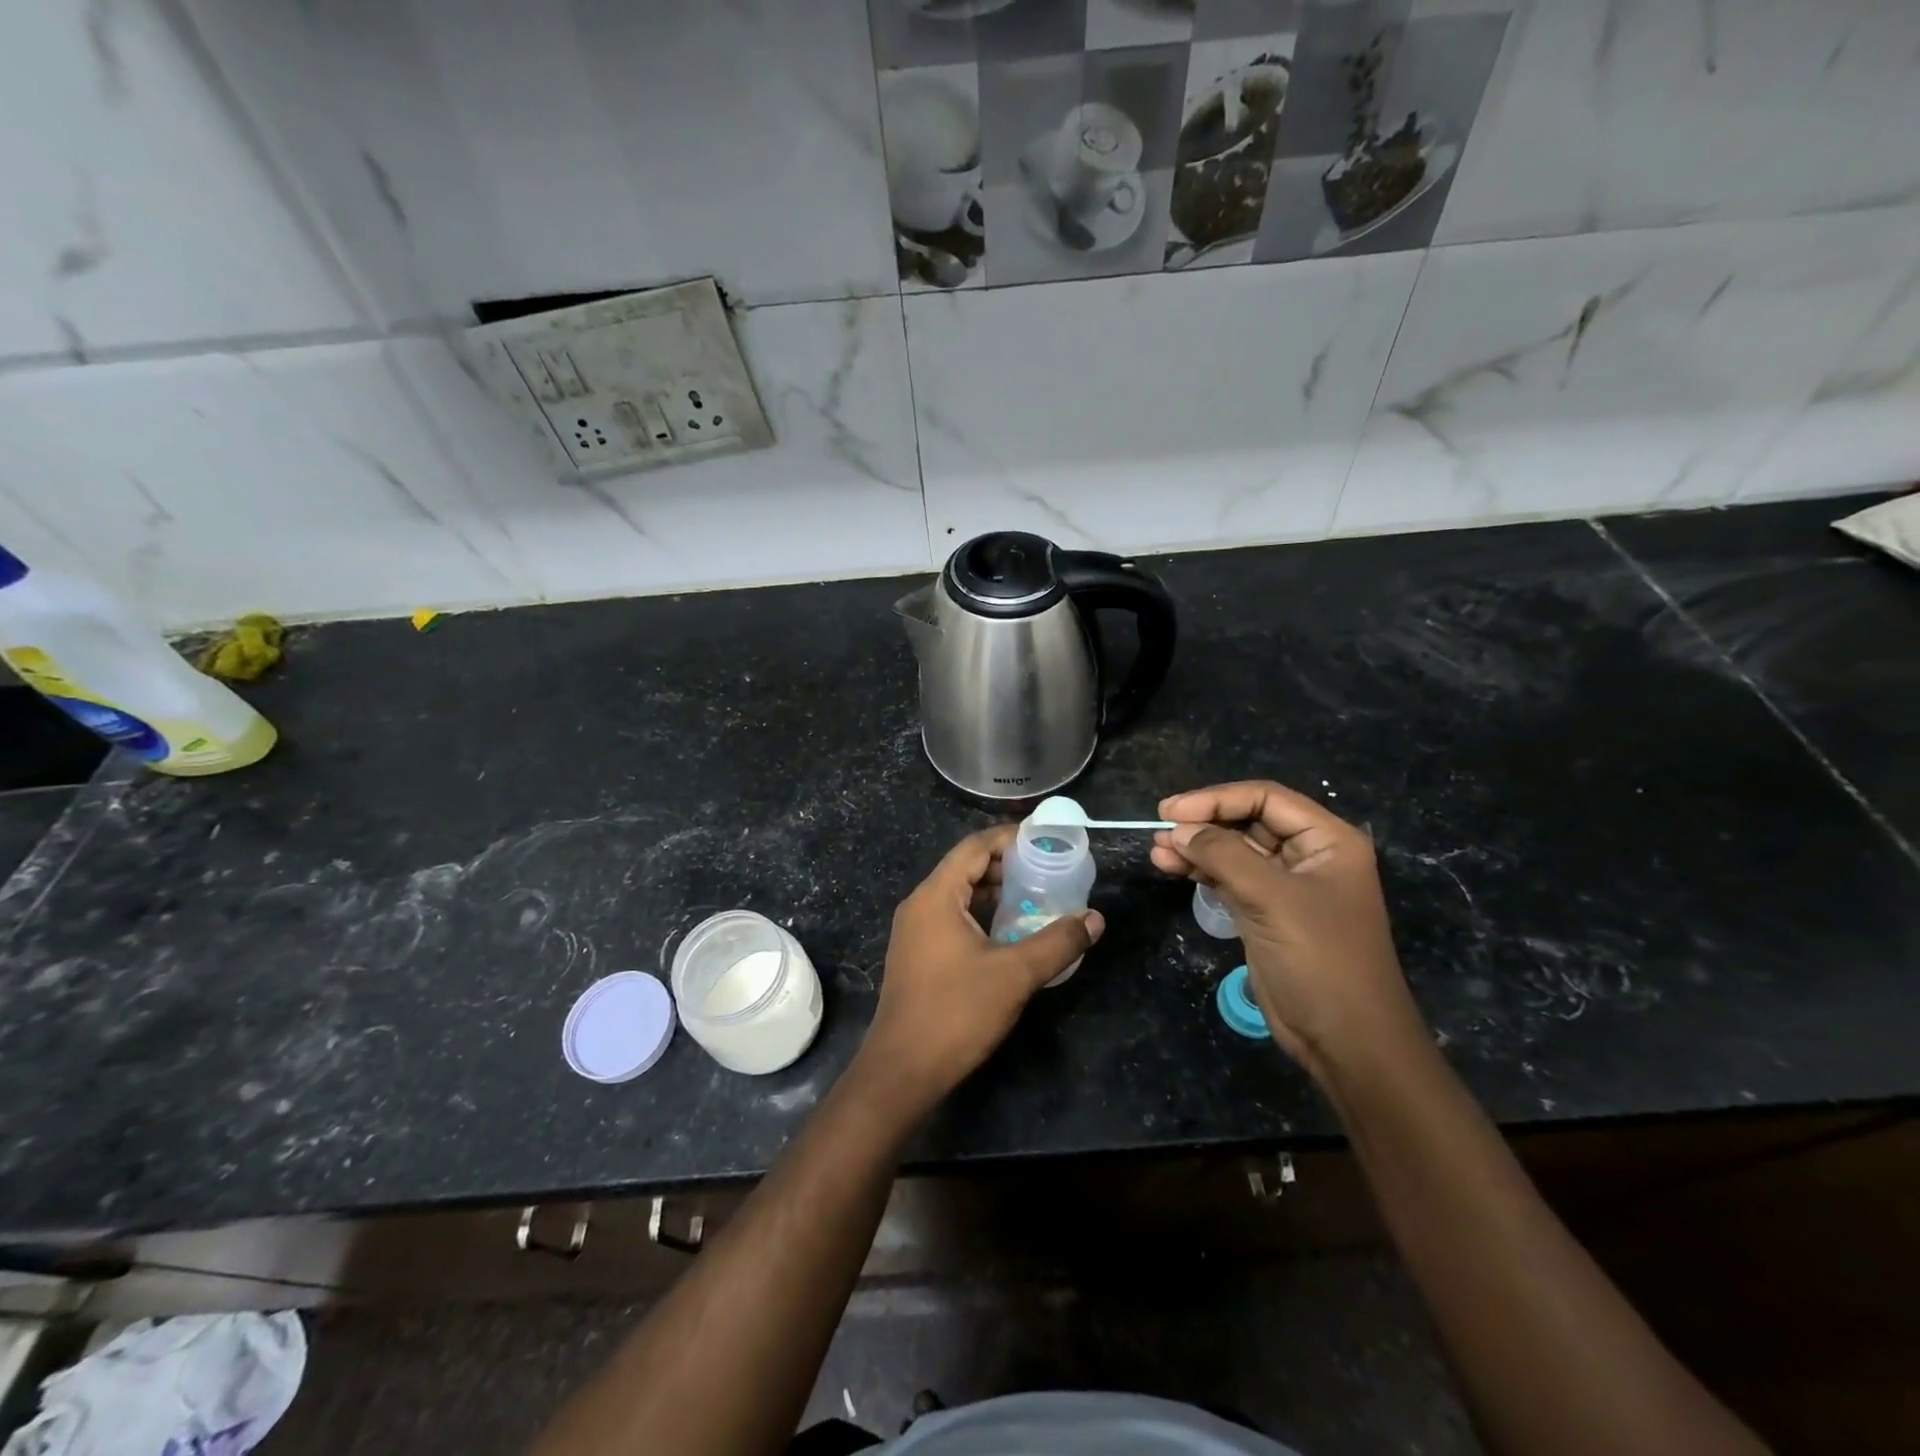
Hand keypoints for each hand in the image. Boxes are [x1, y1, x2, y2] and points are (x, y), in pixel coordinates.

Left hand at [862, 824, 1102, 1105]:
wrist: (902, 1070)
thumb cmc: (956, 1013)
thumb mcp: (1015, 975)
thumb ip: (1057, 942)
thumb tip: (1094, 919)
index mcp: (936, 896)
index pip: (974, 846)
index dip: (1010, 838)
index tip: (1046, 841)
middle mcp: (920, 904)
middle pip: (966, 867)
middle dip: (1007, 866)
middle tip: (1048, 871)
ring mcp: (915, 931)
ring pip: (959, 895)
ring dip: (995, 893)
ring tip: (1036, 899)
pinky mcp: (917, 954)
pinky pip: (952, 918)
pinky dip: (981, 915)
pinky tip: (1010, 933)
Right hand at [1152, 781, 1426, 1083]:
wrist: (1346, 1040)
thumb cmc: (1320, 960)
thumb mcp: (1272, 900)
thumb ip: (1224, 856)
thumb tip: (1177, 830)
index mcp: (1327, 840)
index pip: (1265, 798)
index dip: (1216, 799)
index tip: (1171, 812)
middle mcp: (1308, 855)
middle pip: (1247, 820)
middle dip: (1203, 823)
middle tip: (1159, 830)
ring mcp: (1285, 885)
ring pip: (1233, 850)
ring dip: (1195, 848)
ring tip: (1157, 851)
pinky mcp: (1265, 911)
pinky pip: (1228, 877)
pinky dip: (1200, 871)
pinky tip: (1171, 868)